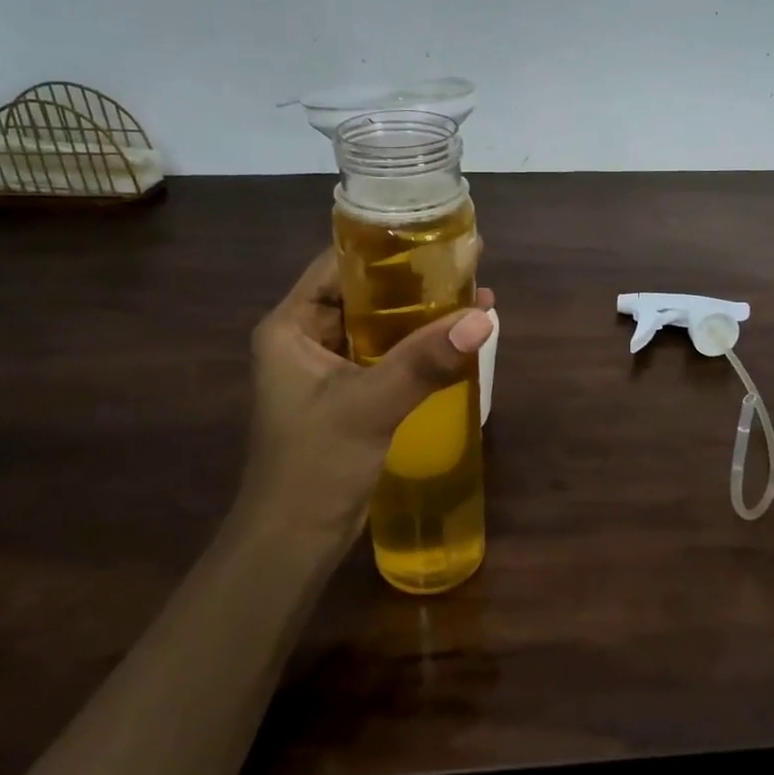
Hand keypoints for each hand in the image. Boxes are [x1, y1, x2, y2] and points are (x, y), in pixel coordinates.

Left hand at [240, 250, 494, 545]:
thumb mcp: (369, 405)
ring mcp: (328, 369)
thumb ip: (425, 361)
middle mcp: (305, 339)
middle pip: (363, 293)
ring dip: (421, 315)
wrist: (294, 541)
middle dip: (414, 280)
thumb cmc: (314, 465)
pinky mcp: (349, 396)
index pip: (338, 265)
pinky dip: (419, 347)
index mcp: (290, 326)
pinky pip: (387, 357)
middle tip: (466, 262)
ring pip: (379, 326)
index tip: (434, 233)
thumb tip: (483, 318)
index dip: (384, 246)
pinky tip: (457, 340)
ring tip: (473, 295)